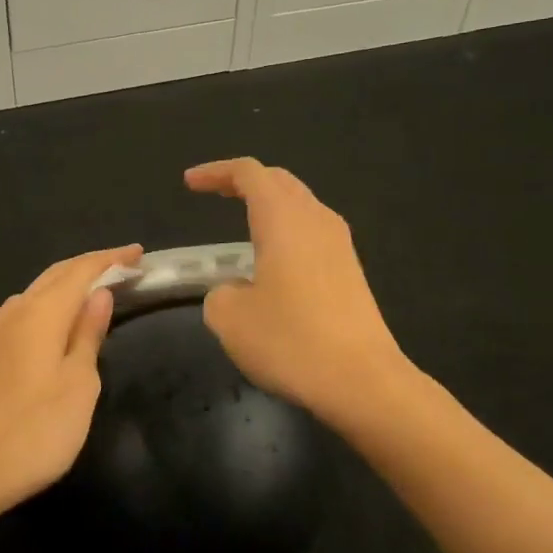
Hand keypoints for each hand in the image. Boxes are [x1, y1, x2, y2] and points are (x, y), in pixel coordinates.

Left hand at [0, 244, 141, 518]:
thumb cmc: (32, 431)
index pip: (81, 271)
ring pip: (37, 292)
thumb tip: (99, 295)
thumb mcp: (78, 386)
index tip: (139, 254)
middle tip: (125, 267)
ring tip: (97, 290)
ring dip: (68, 284)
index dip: (111, 259)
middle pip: (56, 275)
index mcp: (41, 314)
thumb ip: (88, 336)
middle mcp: (14, 313)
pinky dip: (50, 304)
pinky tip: (57, 321)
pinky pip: (25, 311)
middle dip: (91, 266)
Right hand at [185, 159, 407, 418]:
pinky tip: (273, 259)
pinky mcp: (351, 271)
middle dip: (244, 182)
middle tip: (214, 193)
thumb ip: (219, 293)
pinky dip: (286, 231)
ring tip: (242, 223)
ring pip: (300, 205)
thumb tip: (234, 291)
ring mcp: (340, 245)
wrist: (363, 380)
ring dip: (269, 205)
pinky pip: (313, 232)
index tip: (190, 184)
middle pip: (279, 181)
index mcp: (283, 218)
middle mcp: (316, 220)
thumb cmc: (291, 341)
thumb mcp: (230, 319)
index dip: (216, 172)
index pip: (249, 173)